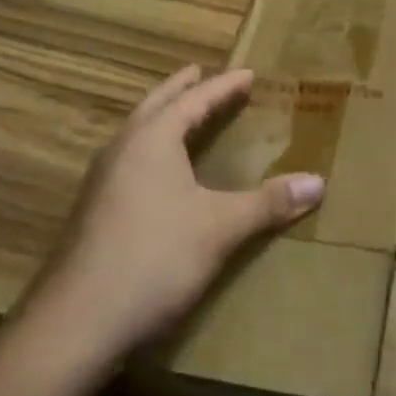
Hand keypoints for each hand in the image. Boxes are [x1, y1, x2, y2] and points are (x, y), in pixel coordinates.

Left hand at [31, 66, 324, 360]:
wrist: (77, 322)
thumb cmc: (154, 258)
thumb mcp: (219, 228)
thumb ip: (268, 203)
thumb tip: (318, 181)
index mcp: (152, 138)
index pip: (195, 99)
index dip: (224, 86)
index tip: (248, 74)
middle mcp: (123, 147)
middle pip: (157, 105)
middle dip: (182, 88)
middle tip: (201, 73)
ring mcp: (102, 178)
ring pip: (137, 131)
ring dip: (162, 116)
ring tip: (182, 115)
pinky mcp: (93, 208)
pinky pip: (129, 157)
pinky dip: (151, 146)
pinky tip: (158, 172)